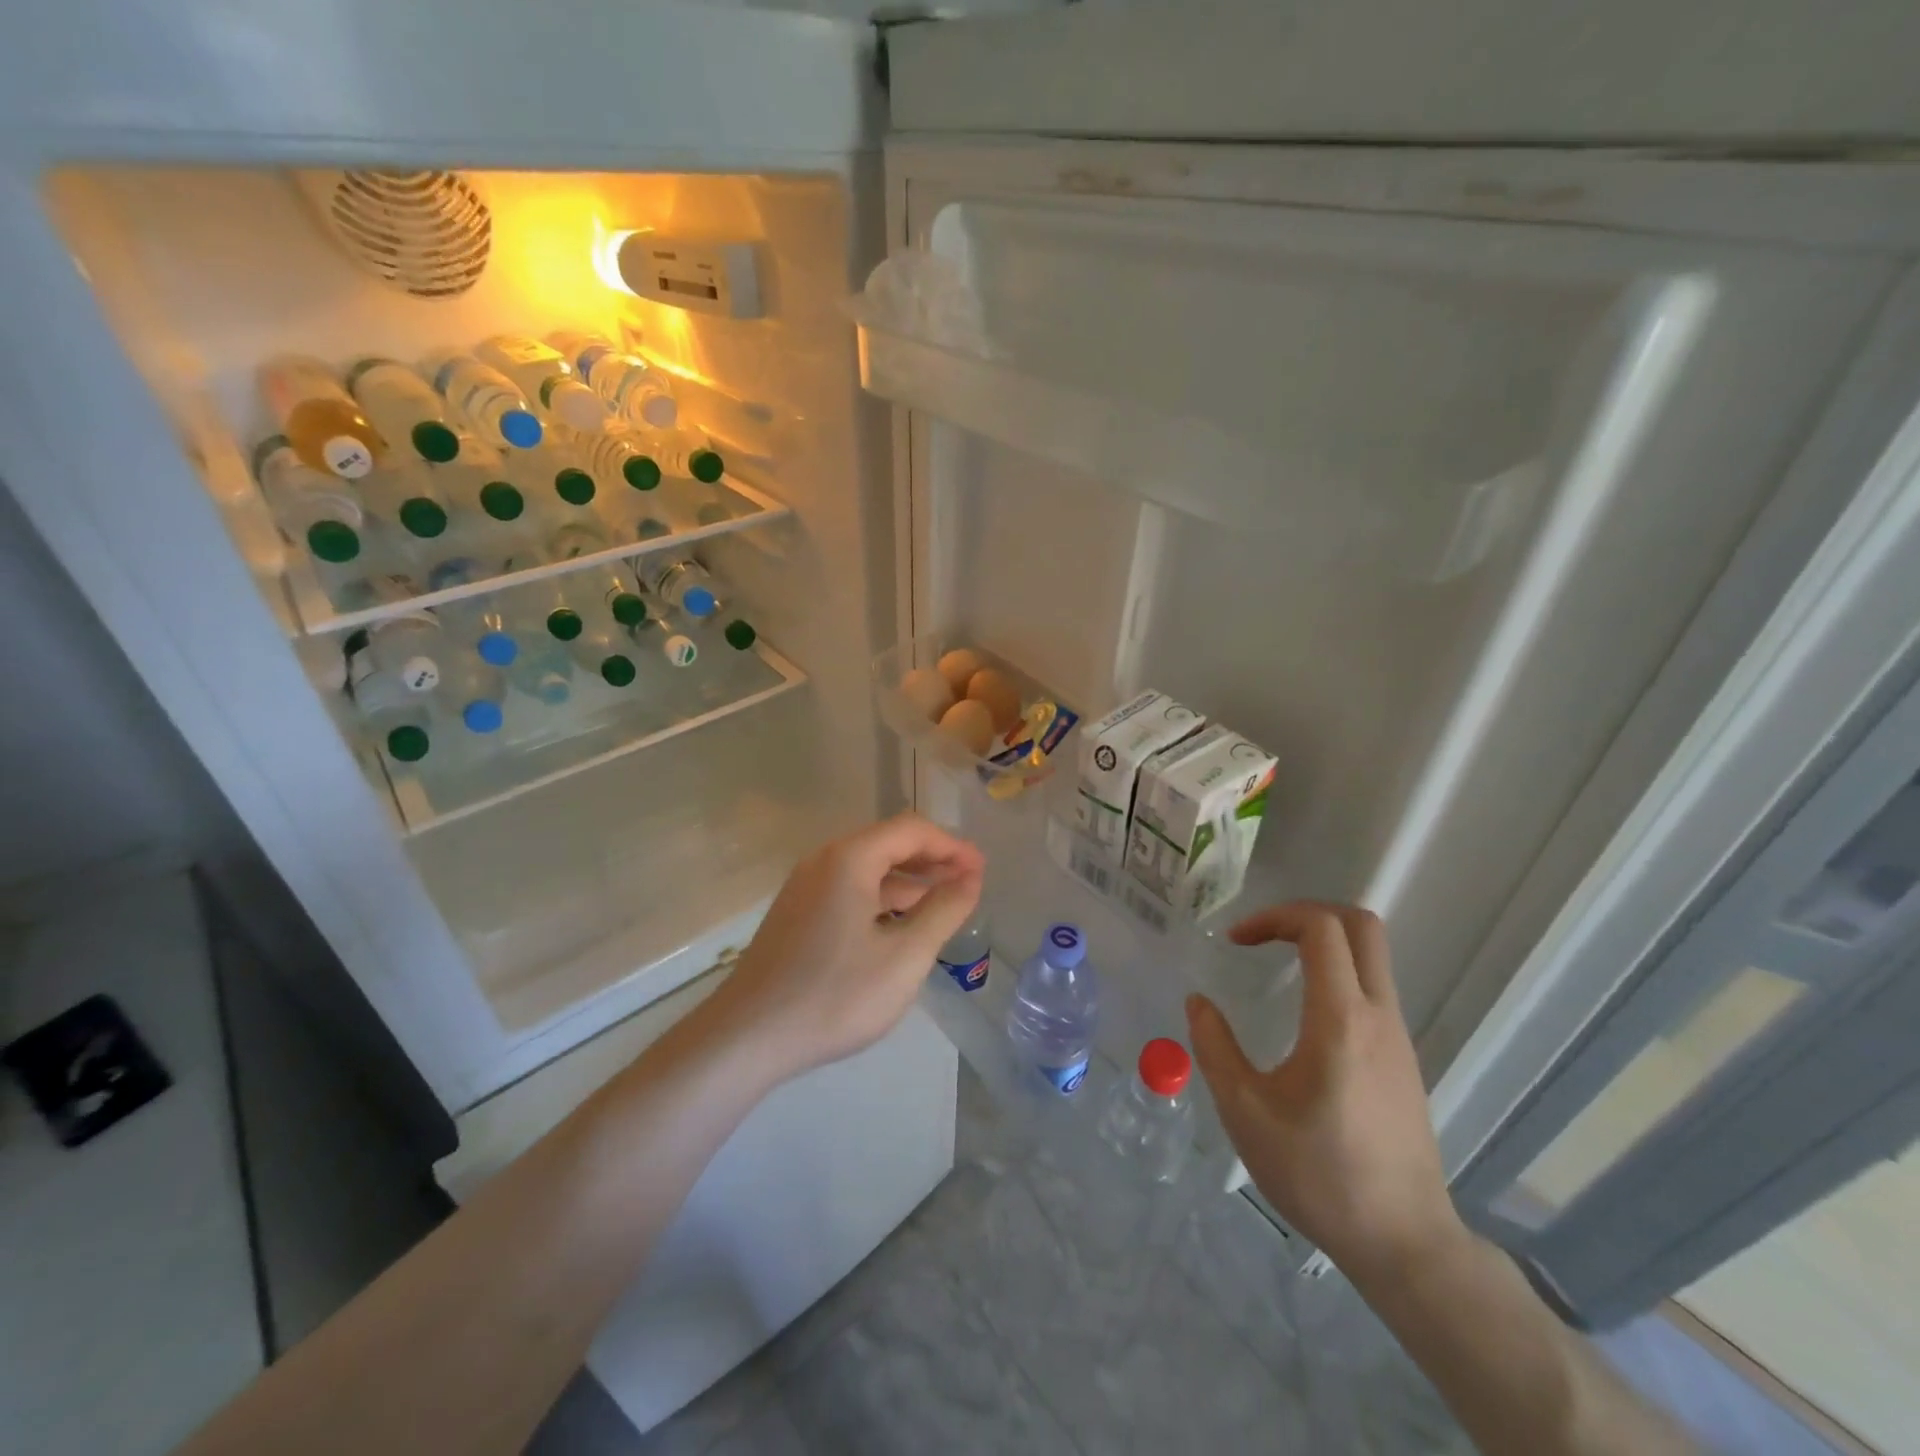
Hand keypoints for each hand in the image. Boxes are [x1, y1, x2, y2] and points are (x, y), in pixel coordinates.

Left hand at [708, 814, 984, 1082]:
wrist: (746, 1038)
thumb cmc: (834, 995)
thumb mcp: (904, 956)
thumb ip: (944, 910)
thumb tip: (970, 877)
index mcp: (850, 859)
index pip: (912, 830)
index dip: (952, 846)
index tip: (982, 870)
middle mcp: (824, 861)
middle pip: (888, 844)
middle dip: (932, 861)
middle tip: (970, 885)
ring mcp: (805, 888)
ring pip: (868, 870)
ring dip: (908, 882)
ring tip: (943, 906)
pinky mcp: (796, 914)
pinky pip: (849, 891)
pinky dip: (882, 899)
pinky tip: (899, 927)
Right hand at [1185, 902, 1464, 1286]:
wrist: (1404, 1242)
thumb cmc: (1319, 1174)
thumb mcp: (1245, 1111)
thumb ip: (1215, 1047)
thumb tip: (1198, 1002)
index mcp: (1340, 1018)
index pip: (1321, 928)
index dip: (1274, 916)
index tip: (1236, 942)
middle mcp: (1377, 1015)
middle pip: (1360, 925)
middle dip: (1306, 913)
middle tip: (1262, 936)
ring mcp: (1398, 1036)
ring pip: (1371, 956)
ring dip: (1322, 943)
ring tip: (1275, 967)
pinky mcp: (1403, 1059)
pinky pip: (1372, 989)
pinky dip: (1337, 974)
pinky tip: (1304, 1016)